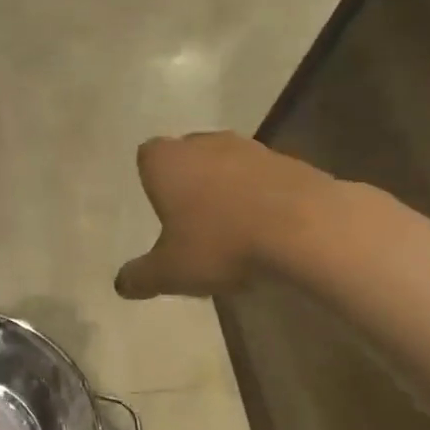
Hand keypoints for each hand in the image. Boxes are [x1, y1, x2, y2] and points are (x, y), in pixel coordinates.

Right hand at [114, 132, 334, 299]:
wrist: (307, 229)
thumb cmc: (221, 243)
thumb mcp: (169, 272)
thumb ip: (140, 276)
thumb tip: (121, 284)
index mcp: (168, 161)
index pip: (147, 156)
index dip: (151, 179)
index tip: (159, 207)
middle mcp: (205, 144)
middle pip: (188, 155)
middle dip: (187, 182)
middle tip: (189, 219)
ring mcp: (251, 149)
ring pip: (226, 165)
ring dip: (225, 188)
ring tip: (229, 228)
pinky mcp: (291, 161)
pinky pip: (262, 178)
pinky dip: (258, 197)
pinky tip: (264, 230)